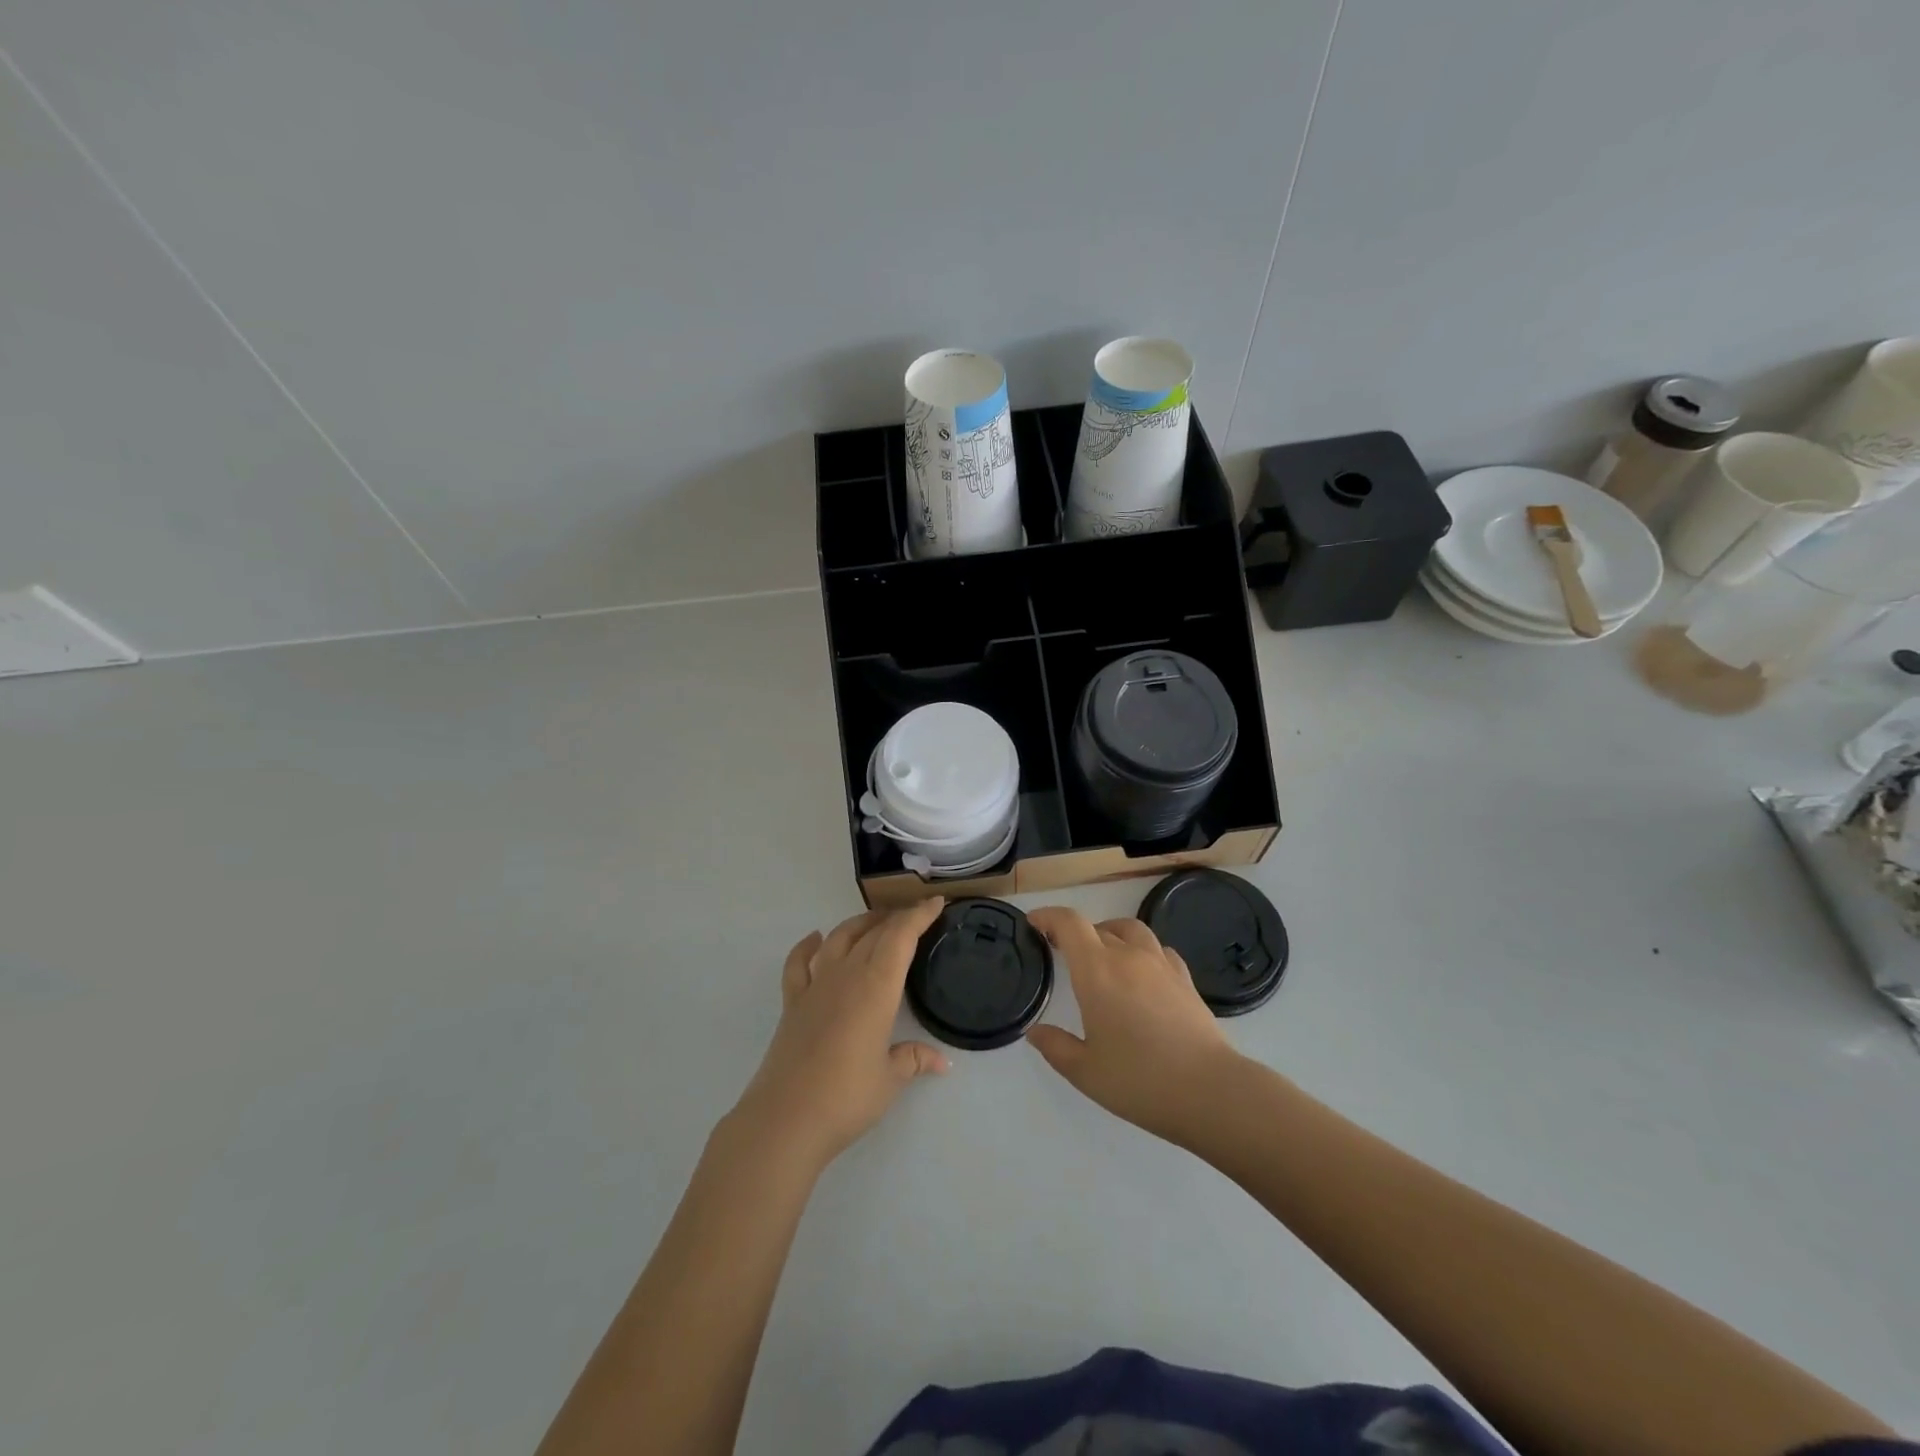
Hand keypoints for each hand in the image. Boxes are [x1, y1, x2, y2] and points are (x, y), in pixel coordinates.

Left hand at [732, 898, 949, 1170]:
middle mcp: (846, 975)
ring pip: (838, 938)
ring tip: (875, 921)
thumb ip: (914, 1060)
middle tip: (915, 915)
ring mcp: (815, 986)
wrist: (785, 1119)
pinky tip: (815, 939)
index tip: (936, 902)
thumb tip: (943, 1062)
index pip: (901, 937)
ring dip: (859, 924)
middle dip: (896, 918)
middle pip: (873, 932)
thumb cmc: (846, 1098)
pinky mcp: (792, 1002)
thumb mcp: (889, 1080)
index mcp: (876, 987)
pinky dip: (807, 945)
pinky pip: (799, 962)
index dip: (919, 916)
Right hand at [1026, 907, 1241, 1143]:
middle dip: (1075, 933)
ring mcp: (1161, 965)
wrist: (1210, 1090)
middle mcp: (1128, 956)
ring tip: (1103, 954)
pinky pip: (1158, 950)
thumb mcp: (1084, 1071)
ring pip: (1131, 930)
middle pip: (1098, 927)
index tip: (1034, 923)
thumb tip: (1035, 1031)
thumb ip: (1056, 1046)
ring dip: (1111, 933)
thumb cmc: (1139, 1080)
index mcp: (1097, 971)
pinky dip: (1142, 950)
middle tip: (1062, 950)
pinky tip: (1142, 972)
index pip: (1069, 924)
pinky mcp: (1185, 980)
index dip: (1048, 916)